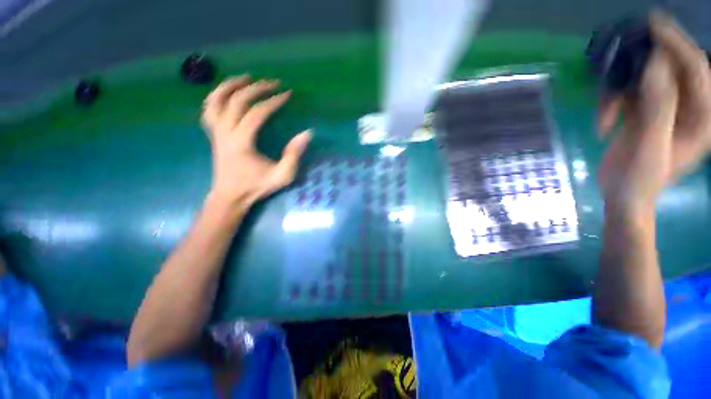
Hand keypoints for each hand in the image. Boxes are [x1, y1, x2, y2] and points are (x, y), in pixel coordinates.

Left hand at [201, 75, 310, 206]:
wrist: (230, 196)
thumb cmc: (257, 186)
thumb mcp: (282, 175)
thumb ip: (294, 155)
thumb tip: (306, 133)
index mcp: (242, 141)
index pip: (257, 113)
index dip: (273, 101)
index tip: (287, 94)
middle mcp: (225, 132)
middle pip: (237, 100)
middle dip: (257, 88)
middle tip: (273, 82)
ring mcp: (215, 132)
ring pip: (216, 100)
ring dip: (231, 85)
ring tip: (246, 77)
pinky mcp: (213, 134)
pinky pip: (209, 109)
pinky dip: (216, 96)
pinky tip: (226, 92)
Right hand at [598, 12, 710, 211]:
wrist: (621, 196)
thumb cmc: (639, 180)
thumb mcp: (650, 146)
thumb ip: (657, 106)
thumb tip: (654, 62)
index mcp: (702, 117)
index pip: (695, 69)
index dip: (676, 44)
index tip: (653, 24)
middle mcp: (688, 106)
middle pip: (669, 68)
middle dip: (644, 63)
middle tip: (620, 54)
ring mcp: (665, 107)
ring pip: (644, 79)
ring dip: (620, 91)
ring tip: (604, 116)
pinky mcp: (644, 111)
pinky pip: (628, 93)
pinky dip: (612, 103)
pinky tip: (603, 123)